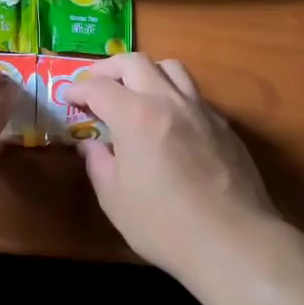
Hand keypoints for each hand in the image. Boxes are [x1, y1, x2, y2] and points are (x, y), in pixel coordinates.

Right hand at [64, 53, 282, 280]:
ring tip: (136, 90)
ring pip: (171, 68)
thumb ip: (98, 164)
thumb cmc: (165, 225)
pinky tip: (170, 121)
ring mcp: (200, 109)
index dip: (78, 88)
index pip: (98, 87)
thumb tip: (92, 145)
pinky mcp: (224, 125)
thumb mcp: (115, 200)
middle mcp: (168, 100)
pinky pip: (194, 94)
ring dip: (147, 71)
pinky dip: (174, 95)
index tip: (68, 97)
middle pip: (135, 62)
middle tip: (96, 84)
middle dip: (109, 68)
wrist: (234, 242)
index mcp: (135, 115)